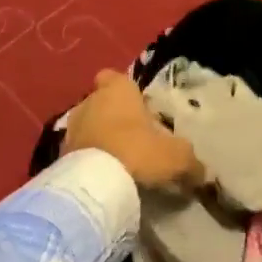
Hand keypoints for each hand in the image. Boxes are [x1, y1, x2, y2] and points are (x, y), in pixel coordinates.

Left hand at [63, 70, 202, 190]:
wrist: (93, 184)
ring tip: (118, 162)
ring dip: (100, 139)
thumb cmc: (138, 152)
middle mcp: (89, 101)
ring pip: (88, 126)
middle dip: (114, 117)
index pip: (115, 77)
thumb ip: (191, 163)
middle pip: (101, 103)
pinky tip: (103, 178)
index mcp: (117, 91)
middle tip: (134, 140)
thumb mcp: (177, 157)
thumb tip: (203, 174)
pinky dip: (88, 160)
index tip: (138, 107)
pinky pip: (78, 152)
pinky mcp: (59, 154)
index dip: (125, 90)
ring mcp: (70, 128)